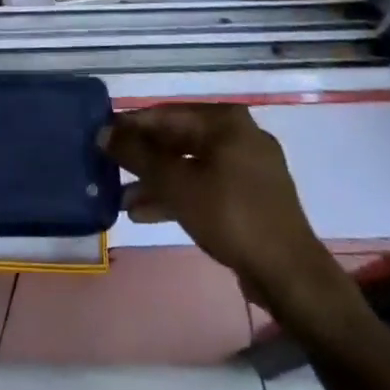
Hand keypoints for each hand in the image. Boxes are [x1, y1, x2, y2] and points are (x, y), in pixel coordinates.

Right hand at [105, 103, 348, 308]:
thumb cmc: (231, 216)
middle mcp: (238, 135)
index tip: (100, 137)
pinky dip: (178, 195)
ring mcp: (247, 167)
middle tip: (108, 167)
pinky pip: (205, 185)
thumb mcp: (176, 184)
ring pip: (190, 165)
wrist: (289, 274)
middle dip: (142, 158)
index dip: (130, 126)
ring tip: (120, 198)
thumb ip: (138, 155)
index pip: (166, 114)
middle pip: (178, 139)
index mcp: (225, 121)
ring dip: (156, 180)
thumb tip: (103, 132)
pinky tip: (145, 213)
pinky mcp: (250, 197)